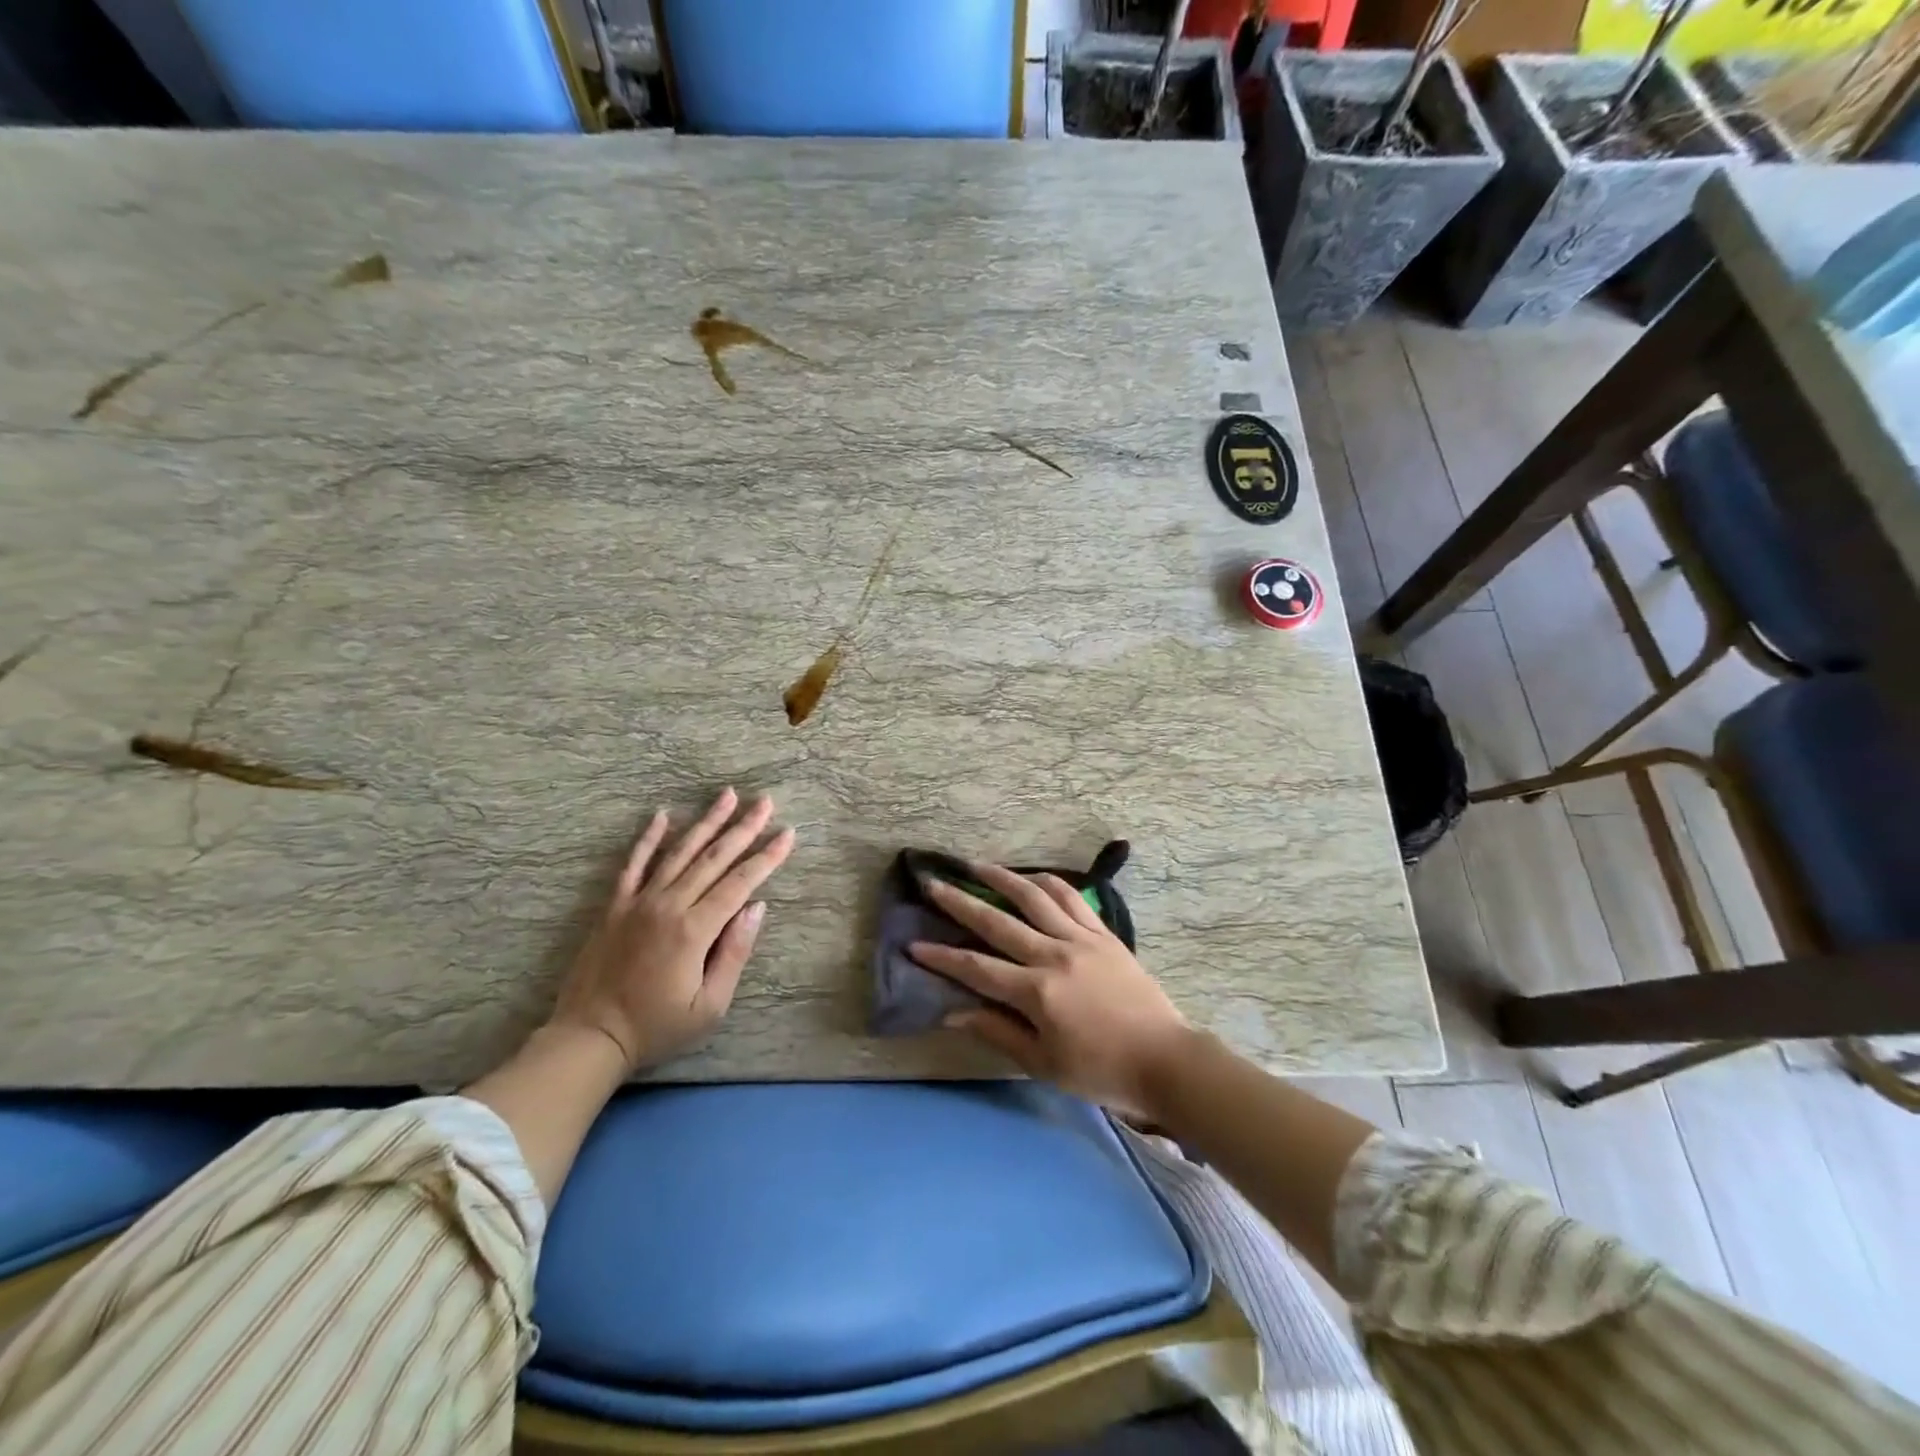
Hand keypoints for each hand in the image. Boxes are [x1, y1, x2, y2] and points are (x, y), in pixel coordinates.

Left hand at [550, 789, 794, 1072]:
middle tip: (764, 801)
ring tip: (727, 795)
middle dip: (743, 828)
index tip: (787, 834)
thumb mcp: (710, 1006)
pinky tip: (662, 815)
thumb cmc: (657, 1027)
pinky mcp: (615, 906)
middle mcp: (668, 905)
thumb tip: (757, 907)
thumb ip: (734, 953)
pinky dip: (648, 838)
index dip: (767, 857)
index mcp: (694, 930)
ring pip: (679, 852)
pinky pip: (633, 864)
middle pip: (713, 858)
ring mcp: (639, 902)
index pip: (740, 883)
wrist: (590, 1037)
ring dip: (706, 822)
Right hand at [911, 864, 1191, 1116]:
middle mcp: (1054, 955)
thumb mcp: (1042, 1063)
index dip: (942, 957)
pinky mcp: (1104, 934)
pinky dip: (1048, 883)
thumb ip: (997, 1032)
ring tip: (978, 866)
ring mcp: (1082, 939)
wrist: (1165, 1059)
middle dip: (960, 903)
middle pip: (998, 922)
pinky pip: (1072, 898)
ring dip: (1003, 878)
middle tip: (933, 883)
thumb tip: (952, 1013)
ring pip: (1035, 898)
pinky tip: (1032, 877)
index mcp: (1037, 992)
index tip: (913, 944)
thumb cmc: (1099, 1070)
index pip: (977, 968)